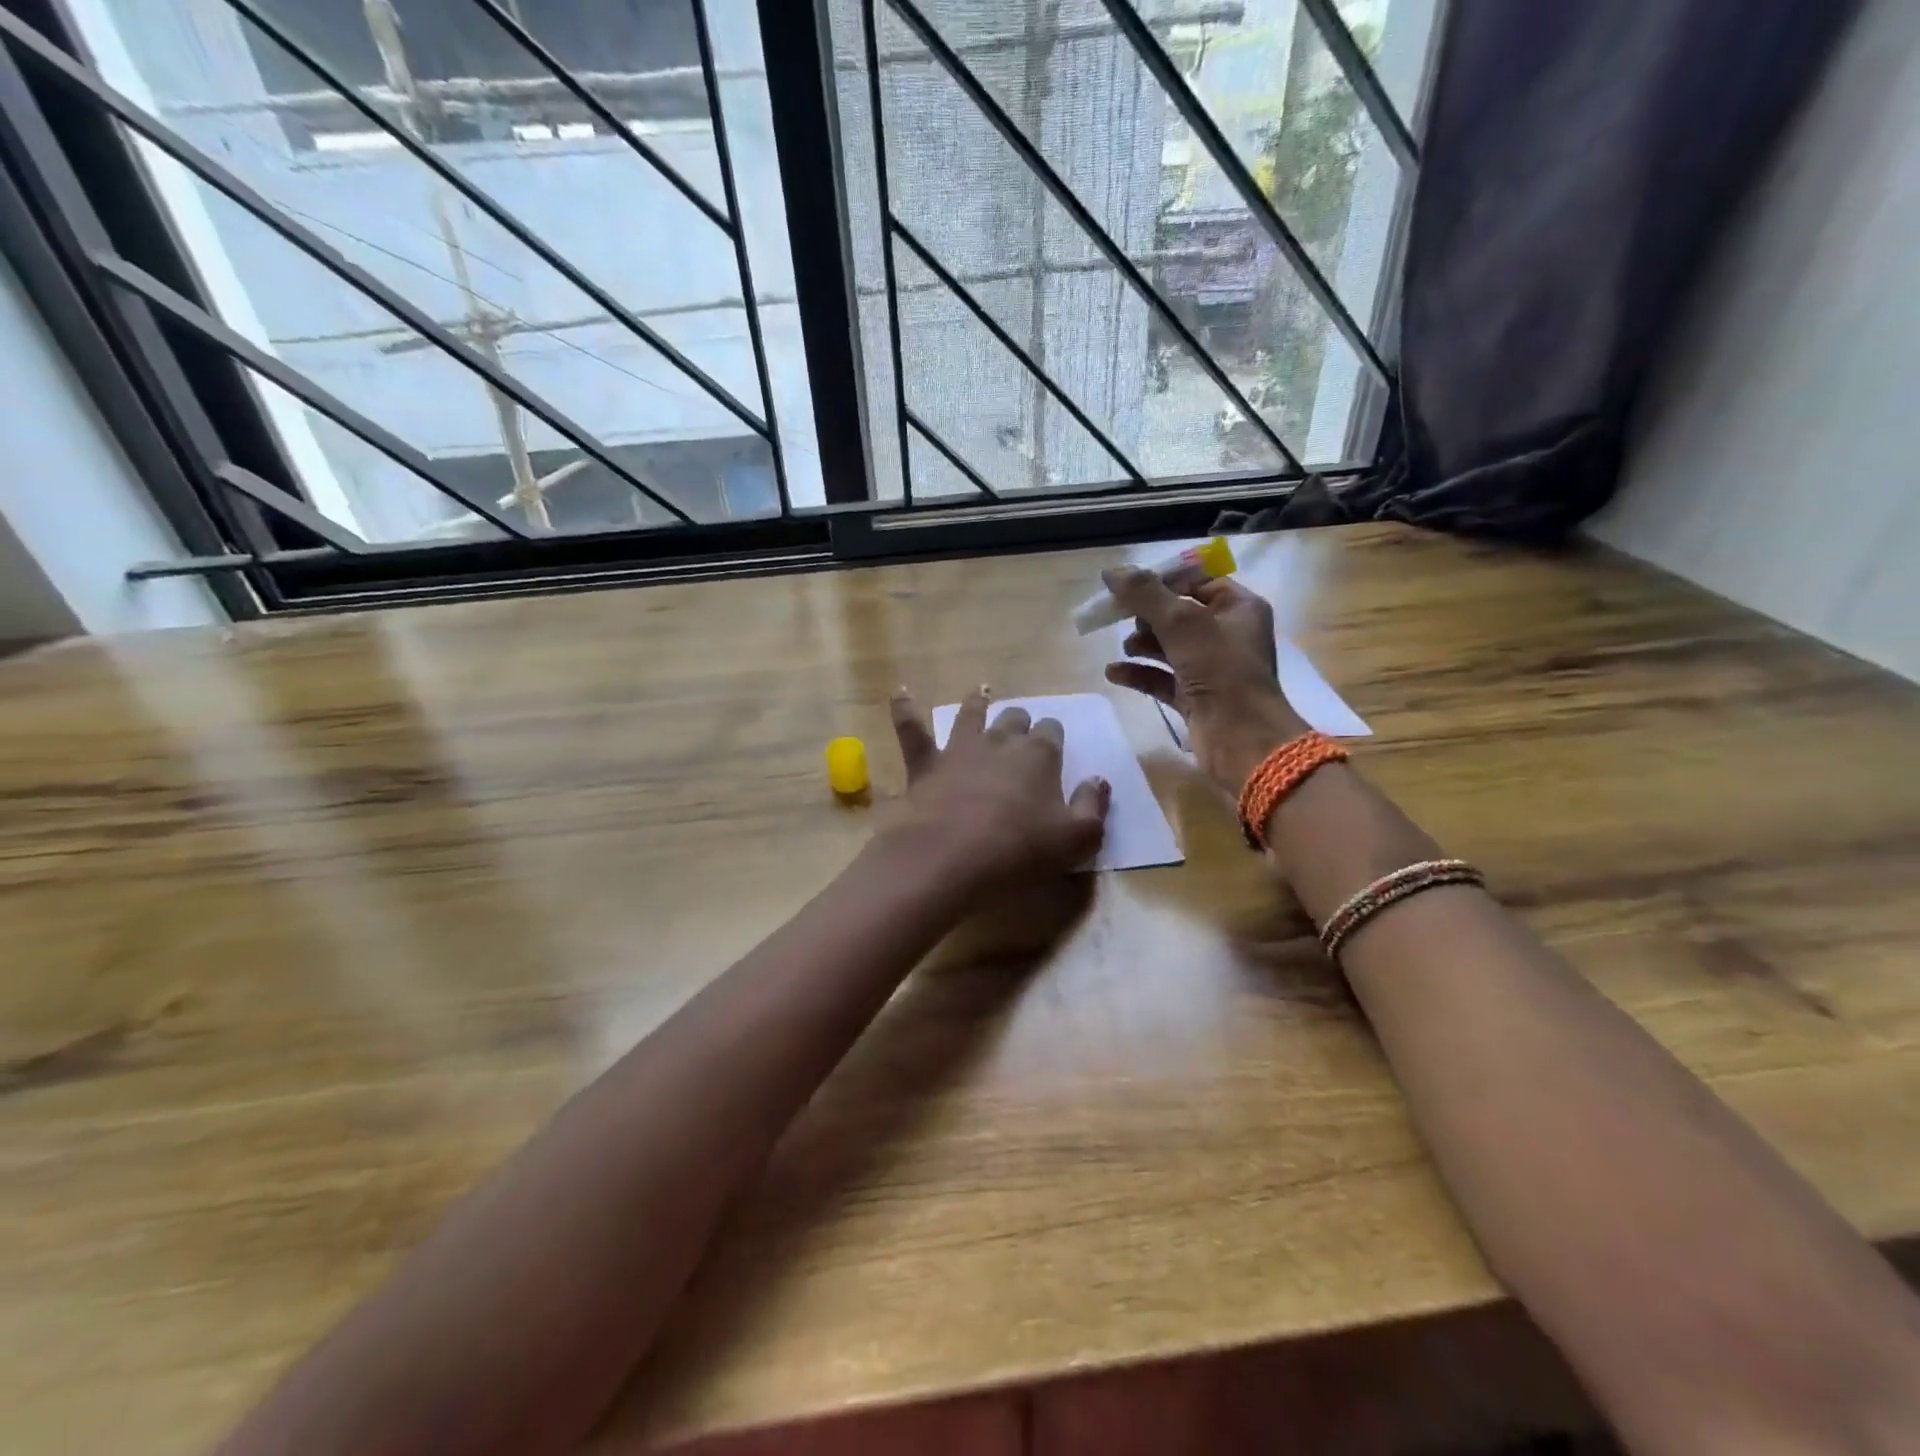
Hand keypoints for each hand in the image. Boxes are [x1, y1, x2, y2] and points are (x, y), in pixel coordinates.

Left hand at [883, 686, 1110, 891]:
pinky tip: (899, 694)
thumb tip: (1098, 780)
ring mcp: (959, 749)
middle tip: (1021, 733)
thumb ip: (1093, 807)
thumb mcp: (1076, 840)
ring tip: (982, 692)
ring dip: (977, 703)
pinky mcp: (924, 765)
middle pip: (1014, 719)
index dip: (1054, 737)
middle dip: (1020, 722)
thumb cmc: (1019, 851)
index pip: (1052, 731)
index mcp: (1039, 755)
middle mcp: (999, 741)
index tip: (1054, 749)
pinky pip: (911, 730)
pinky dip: (904, 710)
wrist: (949, 859)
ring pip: (970, 714)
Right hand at [1101, 569, 1307, 790]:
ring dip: (1142, 644)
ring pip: (1168, 647)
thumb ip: (1145, 594)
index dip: (1161, 581)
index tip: (1128, 586)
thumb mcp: (1181, 623)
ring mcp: (1210, 669)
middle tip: (1122, 617)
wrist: (1242, 739)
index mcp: (1238, 608)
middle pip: (1178, 614)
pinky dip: (1138, 673)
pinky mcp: (1194, 698)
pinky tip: (1113, 673)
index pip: (1196, 581)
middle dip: (1147, 615)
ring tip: (1125, 647)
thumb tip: (1111, 572)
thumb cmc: (1221, 671)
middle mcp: (1227, 635)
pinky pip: (1161, 678)